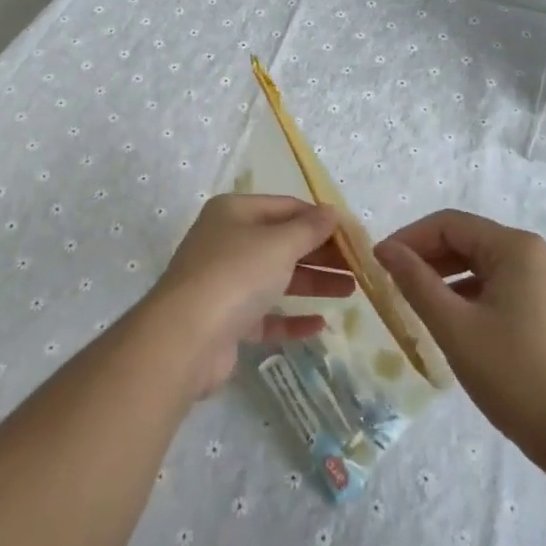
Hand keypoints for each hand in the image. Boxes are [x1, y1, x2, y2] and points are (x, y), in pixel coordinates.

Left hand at [149, 195, 355, 394]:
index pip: (286, 207)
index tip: (354, 236)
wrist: (185, 337)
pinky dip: (291, 317)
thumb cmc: (236, 275)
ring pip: (276, 277)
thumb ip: (309, 229)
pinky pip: (265, 314)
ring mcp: (224, 282)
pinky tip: (320, 324)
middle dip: (321, 252)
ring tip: (352, 290)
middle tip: (359, 266)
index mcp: (234, 212)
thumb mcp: (279, 244)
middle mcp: (227, 241)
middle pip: (282, 242)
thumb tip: (332, 212)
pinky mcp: (226, 321)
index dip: (321, 219)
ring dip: (313, 282)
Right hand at [374, 209, 545, 457]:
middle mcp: (534, 253)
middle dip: (426, 256)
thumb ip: (416, 281)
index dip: (410, 238)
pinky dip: (468, 292)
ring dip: (445, 275)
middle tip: (391, 281)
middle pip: (467, 239)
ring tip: (413, 299)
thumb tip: (385, 249)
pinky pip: (497, 283)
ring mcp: (545, 280)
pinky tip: (448, 317)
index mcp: (516, 248)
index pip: (449, 224)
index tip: (379, 261)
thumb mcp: (455, 326)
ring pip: (481, 263)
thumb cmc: (515, 375)